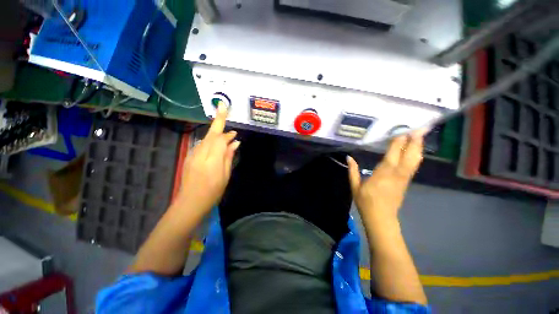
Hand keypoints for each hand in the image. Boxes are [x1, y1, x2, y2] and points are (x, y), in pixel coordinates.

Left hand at [175, 103, 239, 217]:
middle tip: (224, 111)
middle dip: (218, 123)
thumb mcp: (225, 175)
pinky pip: (202, 145)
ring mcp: (192, 155)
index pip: (219, 138)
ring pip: (206, 138)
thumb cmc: (213, 192)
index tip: (231, 125)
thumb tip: (235, 142)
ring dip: (216, 134)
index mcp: (211, 160)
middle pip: (211, 134)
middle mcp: (200, 153)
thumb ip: (228, 156)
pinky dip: (210, 141)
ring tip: (226, 136)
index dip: (225, 130)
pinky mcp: (189, 157)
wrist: (190, 202)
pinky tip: (216, 145)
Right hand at [347, 130, 425, 223]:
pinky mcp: (406, 182)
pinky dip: (416, 155)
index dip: (398, 142)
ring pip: (415, 160)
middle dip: (415, 141)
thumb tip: (349, 157)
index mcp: (382, 174)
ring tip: (420, 134)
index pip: (393, 155)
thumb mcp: (355, 186)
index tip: (402, 130)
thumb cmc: (365, 202)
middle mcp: (397, 174)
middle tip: (420, 128)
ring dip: (418, 146)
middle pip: (410, 155)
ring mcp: (404, 178)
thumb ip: (352, 171)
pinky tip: (416, 149)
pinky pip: (413, 166)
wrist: (381, 218)